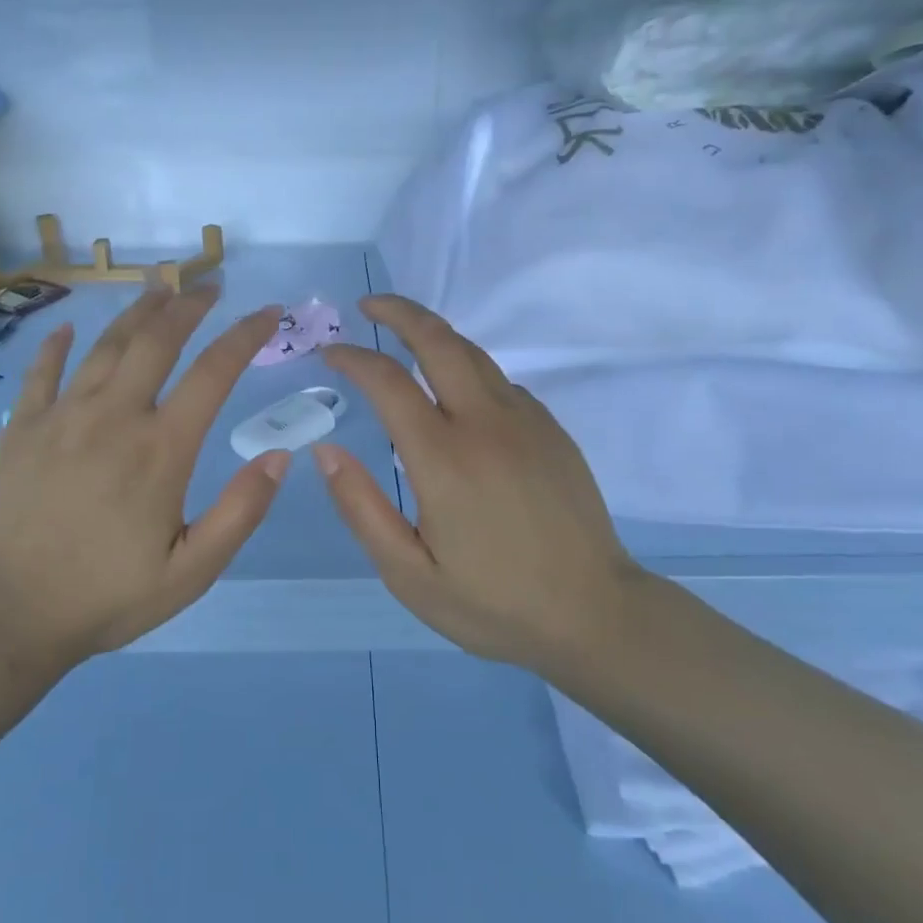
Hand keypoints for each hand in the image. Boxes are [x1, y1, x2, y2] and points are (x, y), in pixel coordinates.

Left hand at [0, 288, 286, 669]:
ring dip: (137, 311)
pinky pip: (43, 372)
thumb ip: (241, 512)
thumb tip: (281, 456)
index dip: (246, 336)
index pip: (214, 372)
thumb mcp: (192, 571)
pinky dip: (59, 345)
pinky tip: (70, 329)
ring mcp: (62, 416)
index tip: (268, 312)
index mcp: (161, 448)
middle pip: (157, 340)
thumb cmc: (107, 596)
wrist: (9, 616)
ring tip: (158, 287)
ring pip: (106, 345)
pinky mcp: (22, 428)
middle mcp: (114, 416)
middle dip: (189, 305)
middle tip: (209, 287)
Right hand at [315, 295, 644, 671]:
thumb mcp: (409, 574)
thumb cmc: (493, 603)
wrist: (595, 615)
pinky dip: (468, 369)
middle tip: (368, 306)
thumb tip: (327, 451)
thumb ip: (362, 508)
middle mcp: (486, 424)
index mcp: (444, 458)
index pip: (388, 382)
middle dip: (400, 313)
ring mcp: (526, 421)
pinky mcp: (551, 431)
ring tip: (405, 335)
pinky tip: (456, 393)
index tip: (330, 353)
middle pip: (439, 342)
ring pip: (474, 354)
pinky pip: (501, 382)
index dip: (354, 358)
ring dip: (434, 334)